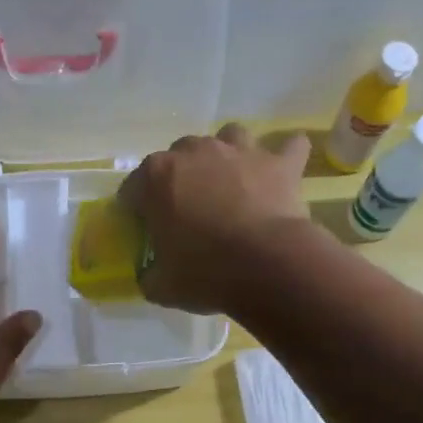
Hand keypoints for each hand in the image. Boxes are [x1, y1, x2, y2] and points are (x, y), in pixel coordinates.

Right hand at [117, 123, 314, 313]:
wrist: (266, 266)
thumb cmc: (204, 273)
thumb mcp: (161, 286)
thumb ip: (150, 273)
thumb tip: (151, 274)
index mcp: (156, 178)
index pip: (133, 187)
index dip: (137, 209)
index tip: (146, 229)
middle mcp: (194, 151)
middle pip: (179, 156)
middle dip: (181, 179)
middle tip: (189, 212)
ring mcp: (239, 150)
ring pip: (229, 136)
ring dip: (228, 156)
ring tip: (232, 183)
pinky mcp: (279, 162)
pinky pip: (289, 147)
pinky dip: (285, 157)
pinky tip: (283, 173)